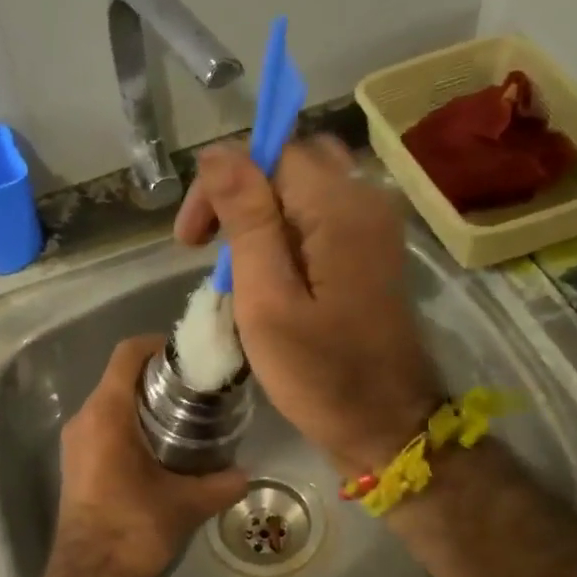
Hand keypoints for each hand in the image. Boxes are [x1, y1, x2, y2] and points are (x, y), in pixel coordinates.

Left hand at [51, 336, 247, 576]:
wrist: (89, 575)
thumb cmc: (133, 528)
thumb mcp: (185, 504)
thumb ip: (221, 483)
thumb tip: (247, 474)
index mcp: (106, 414)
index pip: (127, 355)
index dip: (157, 344)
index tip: (188, 356)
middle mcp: (84, 418)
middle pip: (119, 376)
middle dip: (157, 376)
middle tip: (197, 388)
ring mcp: (75, 441)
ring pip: (110, 402)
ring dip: (143, 401)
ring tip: (184, 415)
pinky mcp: (75, 461)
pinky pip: (102, 425)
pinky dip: (129, 423)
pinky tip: (160, 445)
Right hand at [175, 135, 442, 474]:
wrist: (386, 424)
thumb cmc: (320, 373)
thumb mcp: (268, 300)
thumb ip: (246, 221)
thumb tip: (217, 153)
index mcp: (340, 207)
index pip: (270, 153)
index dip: (221, 184)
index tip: (191, 241)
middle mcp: (365, 200)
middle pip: (289, 164)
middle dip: (238, 195)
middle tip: (205, 247)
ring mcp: (373, 226)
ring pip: (303, 190)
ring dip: (258, 216)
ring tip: (231, 267)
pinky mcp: (370, 251)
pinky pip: (319, 217)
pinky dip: (284, 234)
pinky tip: (266, 275)